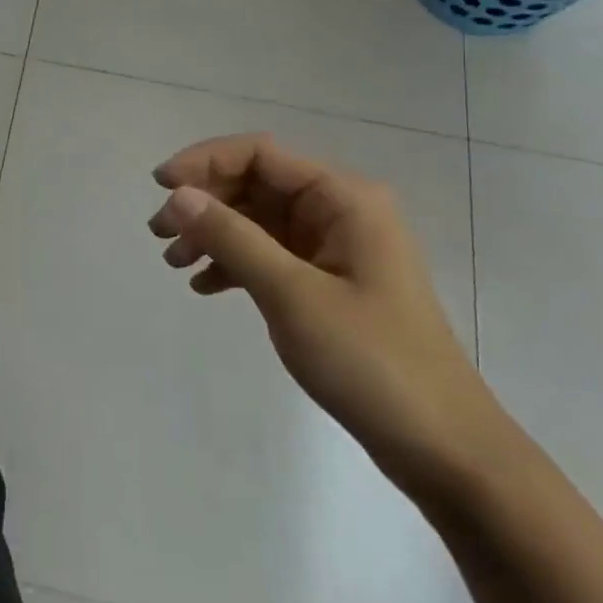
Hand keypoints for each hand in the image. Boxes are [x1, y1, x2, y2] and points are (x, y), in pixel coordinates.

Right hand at [150, 134, 510, 500]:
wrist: (444, 448)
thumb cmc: (371, 362)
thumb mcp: (292, 294)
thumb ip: (233, 238)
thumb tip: (179, 195)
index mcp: (343, 198)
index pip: (260, 154)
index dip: (204, 161)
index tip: (159, 187)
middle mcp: (340, 210)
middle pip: (256, 183)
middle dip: (205, 201)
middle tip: (159, 233)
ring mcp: (335, 247)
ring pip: (259, 220)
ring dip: (214, 233)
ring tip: (174, 262)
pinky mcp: (329, 282)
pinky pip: (271, 255)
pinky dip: (235, 263)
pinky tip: (205, 286)